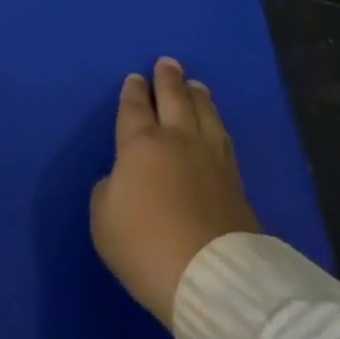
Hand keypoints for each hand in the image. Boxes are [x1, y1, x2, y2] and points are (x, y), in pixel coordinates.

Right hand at [91, 57, 260, 326]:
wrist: (210, 275)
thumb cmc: (146, 246)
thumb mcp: (104, 221)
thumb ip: (109, 191)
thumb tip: (123, 180)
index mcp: (140, 144)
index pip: (135, 107)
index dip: (133, 92)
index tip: (135, 79)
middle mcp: (177, 139)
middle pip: (173, 98)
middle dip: (168, 79)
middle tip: (167, 63)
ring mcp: (210, 156)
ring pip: (204, 111)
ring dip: (196, 94)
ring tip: (195, 84)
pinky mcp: (235, 179)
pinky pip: (222, 137)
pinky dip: (215, 122)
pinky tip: (215, 124)